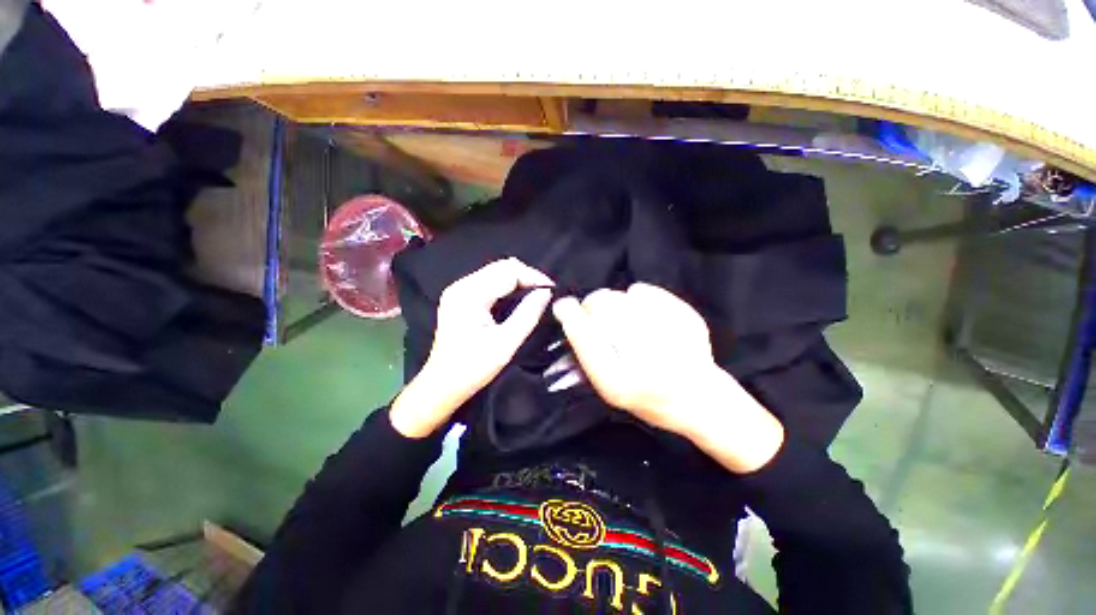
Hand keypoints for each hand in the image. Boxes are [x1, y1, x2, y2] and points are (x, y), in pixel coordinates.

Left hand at [391, 259, 553, 437]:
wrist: (442, 384)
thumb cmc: (473, 368)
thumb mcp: (506, 343)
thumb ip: (528, 314)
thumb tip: (546, 293)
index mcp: (469, 295)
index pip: (508, 271)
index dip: (533, 276)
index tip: (552, 289)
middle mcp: (461, 285)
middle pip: (501, 267)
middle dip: (527, 276)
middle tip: (545, 293)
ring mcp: (458, 289)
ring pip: (496, 271)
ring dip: (518, 279)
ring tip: (536, 294)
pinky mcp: (460, 296)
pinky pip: (488, 281)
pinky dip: (507, 285)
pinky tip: (518, 297)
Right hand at [552, 283, 783, 472]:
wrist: (700, 400)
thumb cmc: (647, 399)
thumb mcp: (609, 390)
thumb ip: (587, 357)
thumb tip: (569, 318)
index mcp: (618, 384)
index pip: (584, 337)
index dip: (570, 316)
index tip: (562, 305)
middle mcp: (643, 361)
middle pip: (603, 307)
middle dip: (592, 304)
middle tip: (594, 309)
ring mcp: (669, 339)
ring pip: (622, 295)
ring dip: (614, 300)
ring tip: (621, 314)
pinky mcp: (687, 321)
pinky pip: (646, 291)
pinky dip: (637, 295)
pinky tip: (643, 310)